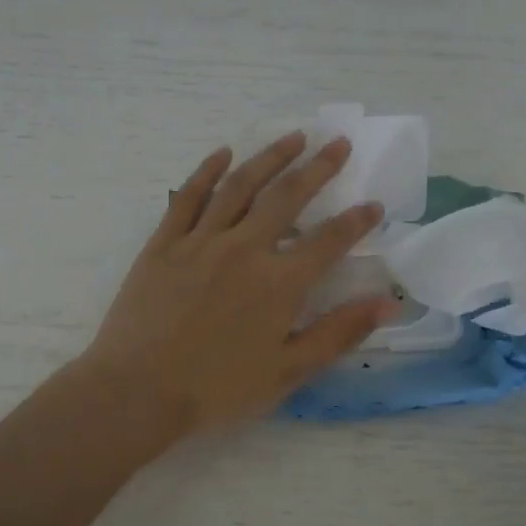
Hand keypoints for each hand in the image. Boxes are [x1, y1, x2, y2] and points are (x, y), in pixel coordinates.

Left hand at [80, 134, 397, 434]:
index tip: (374, 205)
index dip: (357, 221)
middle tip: (337, 143)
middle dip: (318, 167)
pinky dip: (207, 171)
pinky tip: (223, 154)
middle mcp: (244, 248)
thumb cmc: (216, 388)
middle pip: (287, 197)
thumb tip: (387, 303)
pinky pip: (189, 196)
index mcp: (279, 282)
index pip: (329, 240)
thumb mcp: (287, 372)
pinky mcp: (164, 242)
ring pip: (241, 186)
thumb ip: (338, 334)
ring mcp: (200, 240)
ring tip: (293, 137)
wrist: (138, 389)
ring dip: (270, 157)